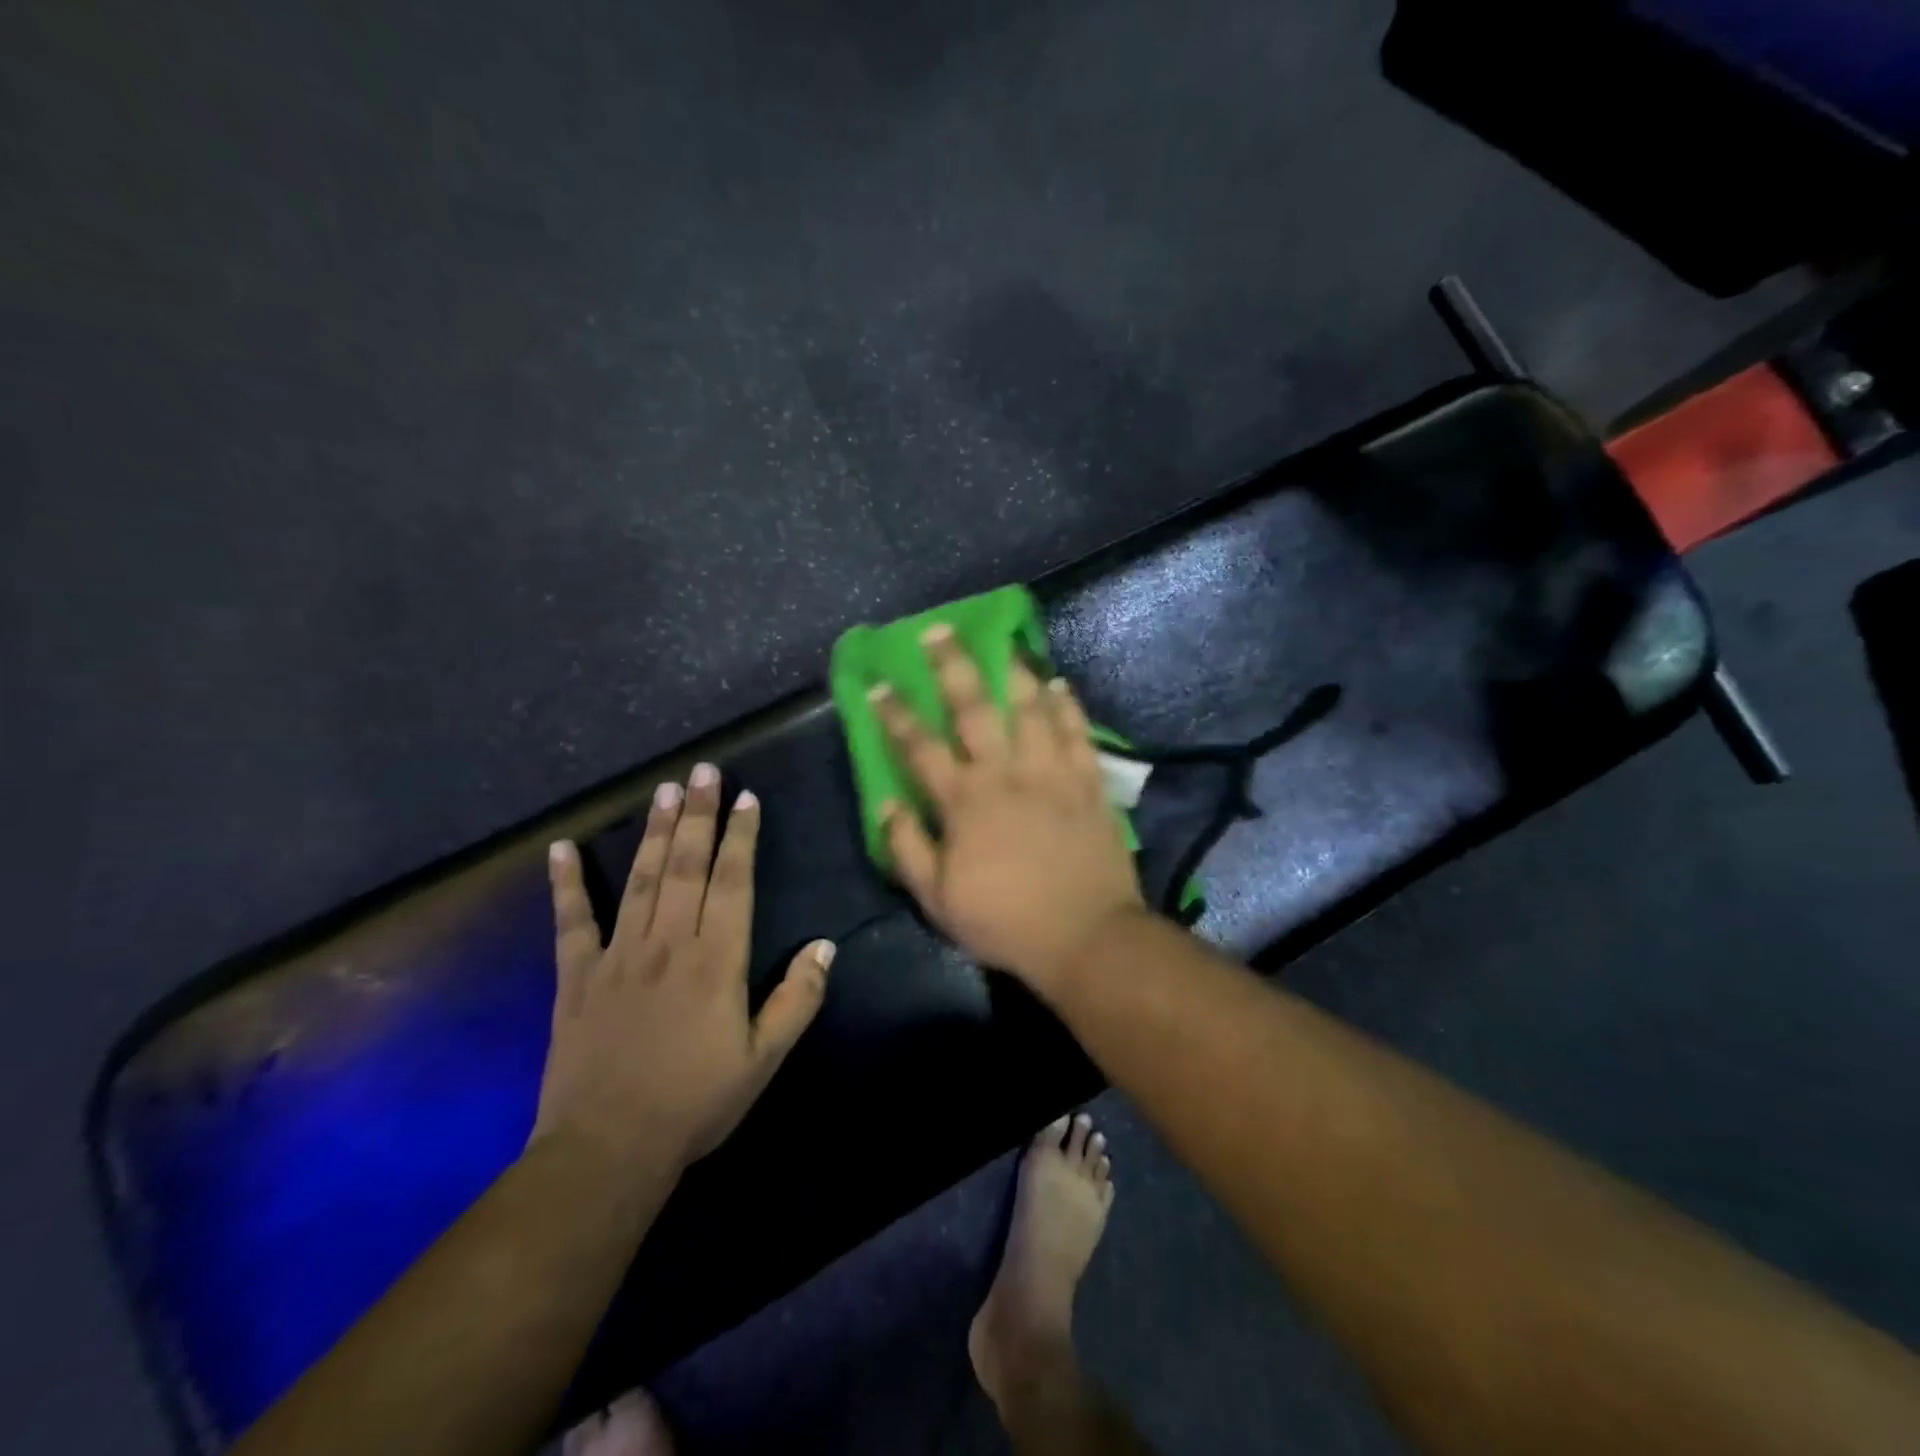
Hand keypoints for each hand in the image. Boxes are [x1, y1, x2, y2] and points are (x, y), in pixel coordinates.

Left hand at [532, 765, 833, 1171]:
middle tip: (702, 770)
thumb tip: (825, 945)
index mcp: (717, 959)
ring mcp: (617, 955)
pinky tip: (561, 848)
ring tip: (663, 790)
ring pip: (640, 879)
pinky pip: (570, 921)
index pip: (733, 881)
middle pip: (686, 865)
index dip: (741, 837)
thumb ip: (797, 999)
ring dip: (652, 831)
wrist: (608, 1150)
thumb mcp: (765, 1059)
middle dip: (697, 814)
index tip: (745, 798)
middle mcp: (669, 942)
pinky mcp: (576, 976)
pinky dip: (565, 883)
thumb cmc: (696, 1103)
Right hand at [871, 625, 1147, 991]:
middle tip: (938, 631)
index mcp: (964, 801)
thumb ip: (907, 847)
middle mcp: (1005, 773)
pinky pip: (1078, 732)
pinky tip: (1059, 684)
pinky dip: (1067, 705)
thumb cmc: (1004, 921)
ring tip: (1004, 643)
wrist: (1085, 936)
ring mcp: (1051, 773)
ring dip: (1014, 672)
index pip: (920, 747)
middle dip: (952, 666)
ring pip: (1030, 708)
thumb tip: (884, 803)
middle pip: (974, 709)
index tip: (879, 684)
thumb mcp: (938, 899)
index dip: (895, 714)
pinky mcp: (1089, 782)